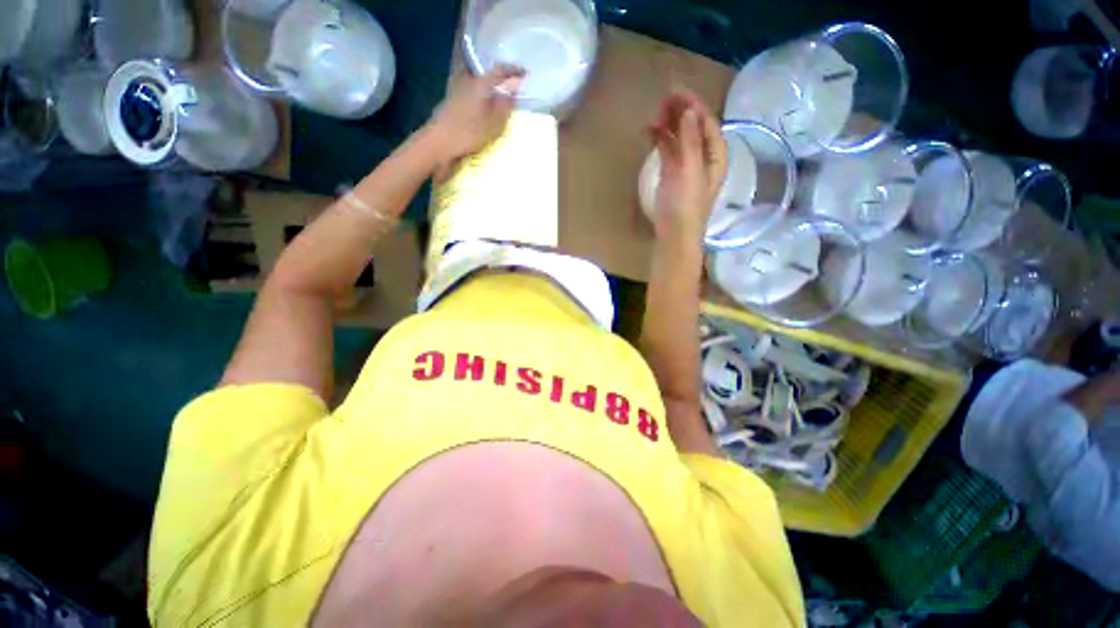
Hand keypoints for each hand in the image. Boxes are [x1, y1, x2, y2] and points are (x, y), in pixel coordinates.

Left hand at [426, 65, 524, 163]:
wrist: (441, 141)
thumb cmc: (470, 132)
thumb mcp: (495, 122)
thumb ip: (506, 104)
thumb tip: (514, 88)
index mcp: (481, 83)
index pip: (500, 70)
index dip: (514, 70)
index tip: (525, 73)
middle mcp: (469, 80)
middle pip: (488, 75)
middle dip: (501, 79)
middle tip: (512, 85)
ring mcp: (458, 89)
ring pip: (478, 84)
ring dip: (489, 88)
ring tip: (500, 97)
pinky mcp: (452, 101)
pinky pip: (471, 93)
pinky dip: (480, 96)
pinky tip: (484, 106)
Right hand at [646, 88, 726, 241]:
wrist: (674, 234)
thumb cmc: (686, 205)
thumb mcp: (691, 172)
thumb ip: (690, 141)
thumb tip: (689, 111)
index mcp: (715, 156)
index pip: (708, 124)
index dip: (695, 106)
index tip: (677, 92)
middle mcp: (702, 157)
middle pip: (693, 128)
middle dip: (680, 113)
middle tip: (661, 101)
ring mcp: (685, 165)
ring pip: (679, 138)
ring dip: (668, 125)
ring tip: (653, 115)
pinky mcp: (671, 174)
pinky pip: (667, 150)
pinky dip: (659, 140)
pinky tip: (649, 132)